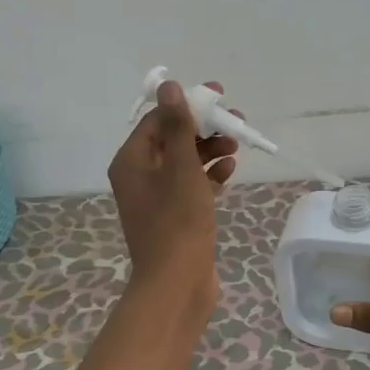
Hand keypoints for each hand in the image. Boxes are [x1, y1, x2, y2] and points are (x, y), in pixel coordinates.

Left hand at [107, 78, 238, 321]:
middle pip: (171, 139)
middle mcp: (139, 176)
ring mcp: (157, 198)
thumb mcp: (181, 168)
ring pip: (184, 161)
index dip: (187, 105)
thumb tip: (168, 86)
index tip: (219, 97)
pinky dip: (209, 175)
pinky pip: (191, 184)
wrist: (176, 283)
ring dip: (210, 150)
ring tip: (237, 145)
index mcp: (131, 161)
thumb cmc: (177, 222)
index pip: (158, 120)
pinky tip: (229, 170)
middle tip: (235, 120)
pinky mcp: (175, 215)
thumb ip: (177, 127)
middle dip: (203, 128)